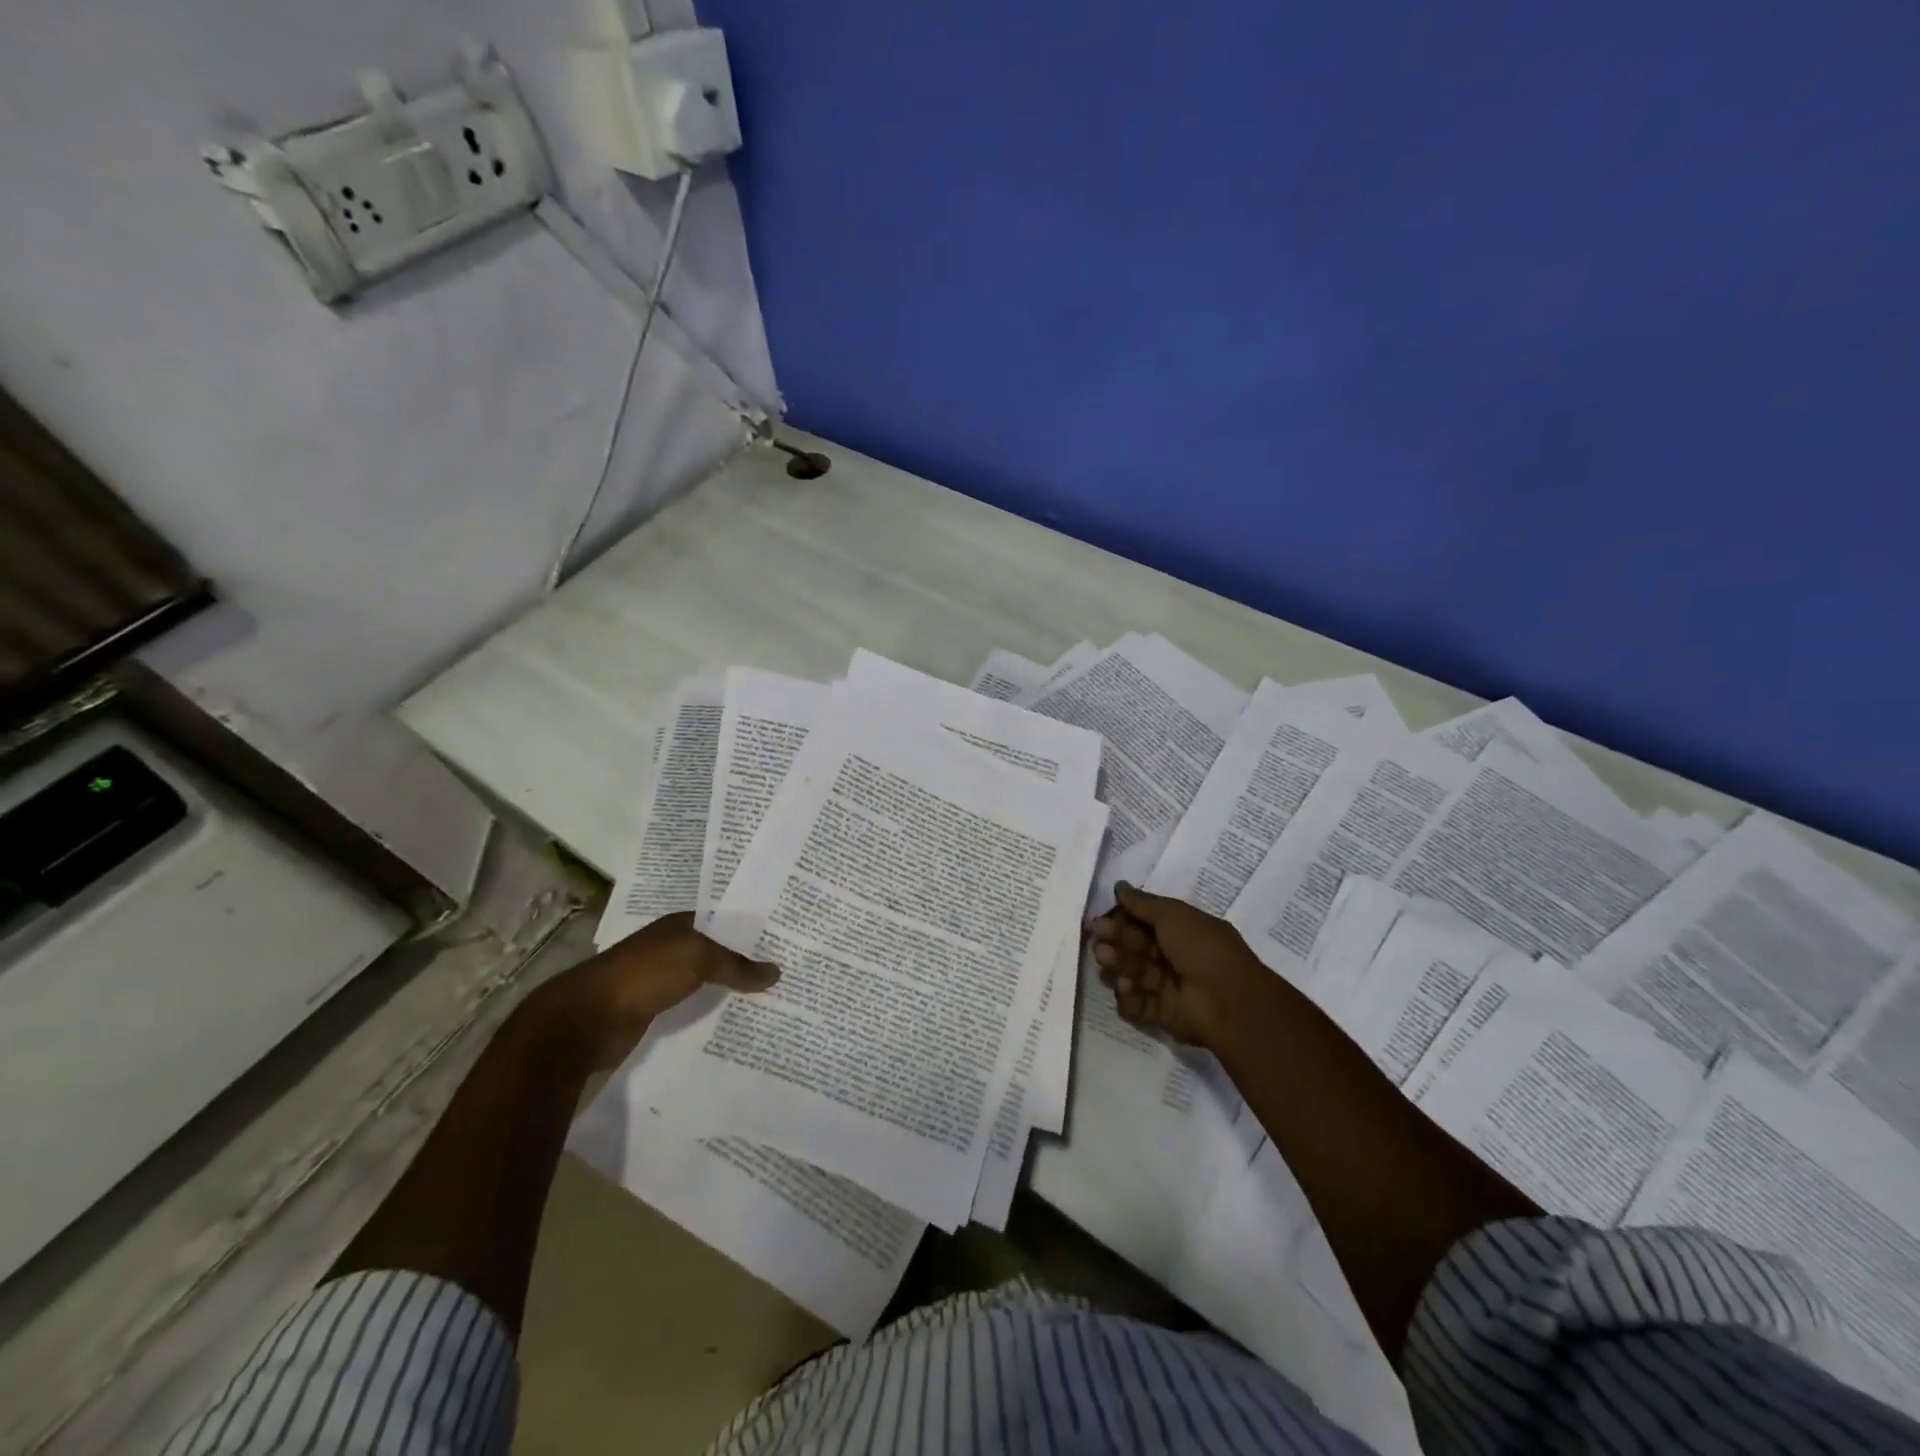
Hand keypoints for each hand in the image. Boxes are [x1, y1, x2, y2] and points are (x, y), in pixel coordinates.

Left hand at [528, 912, 778, 1067]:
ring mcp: (663, 980)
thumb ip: (736, 965)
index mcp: (680, 925)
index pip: (726, 919)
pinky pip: (694, 1007)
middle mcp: (673, 947)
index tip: (789, 937)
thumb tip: (776, 972)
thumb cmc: (643, 974)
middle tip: (791, 969)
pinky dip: (714, 1011)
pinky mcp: (656, 1011)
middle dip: (749, 959)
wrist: (586, 1020)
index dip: (754, 927)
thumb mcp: (696, 959)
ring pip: (708, 980)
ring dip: (733, 988)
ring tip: (775, 997)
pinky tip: (739, 1020)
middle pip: (720, 951)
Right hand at [1087, 883, 1276, 1050]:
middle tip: (1098, 935)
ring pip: (1132, 973)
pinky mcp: (1161, 1014)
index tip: (1100, 916)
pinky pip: (1135, 1004)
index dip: (1122, 918)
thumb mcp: (1173, 915)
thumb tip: (1119, 886)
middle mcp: (1173, 957)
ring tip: (1106, 959)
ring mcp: (1167, 987)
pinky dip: (1127, 995)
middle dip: (1115, 939)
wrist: (1228, 1000)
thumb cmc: (1202, 948)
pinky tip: (1127, 986)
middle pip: (1135, 947)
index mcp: (1181, 931)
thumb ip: (1142, 903)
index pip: (1144, 922)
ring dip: (1117, 963)